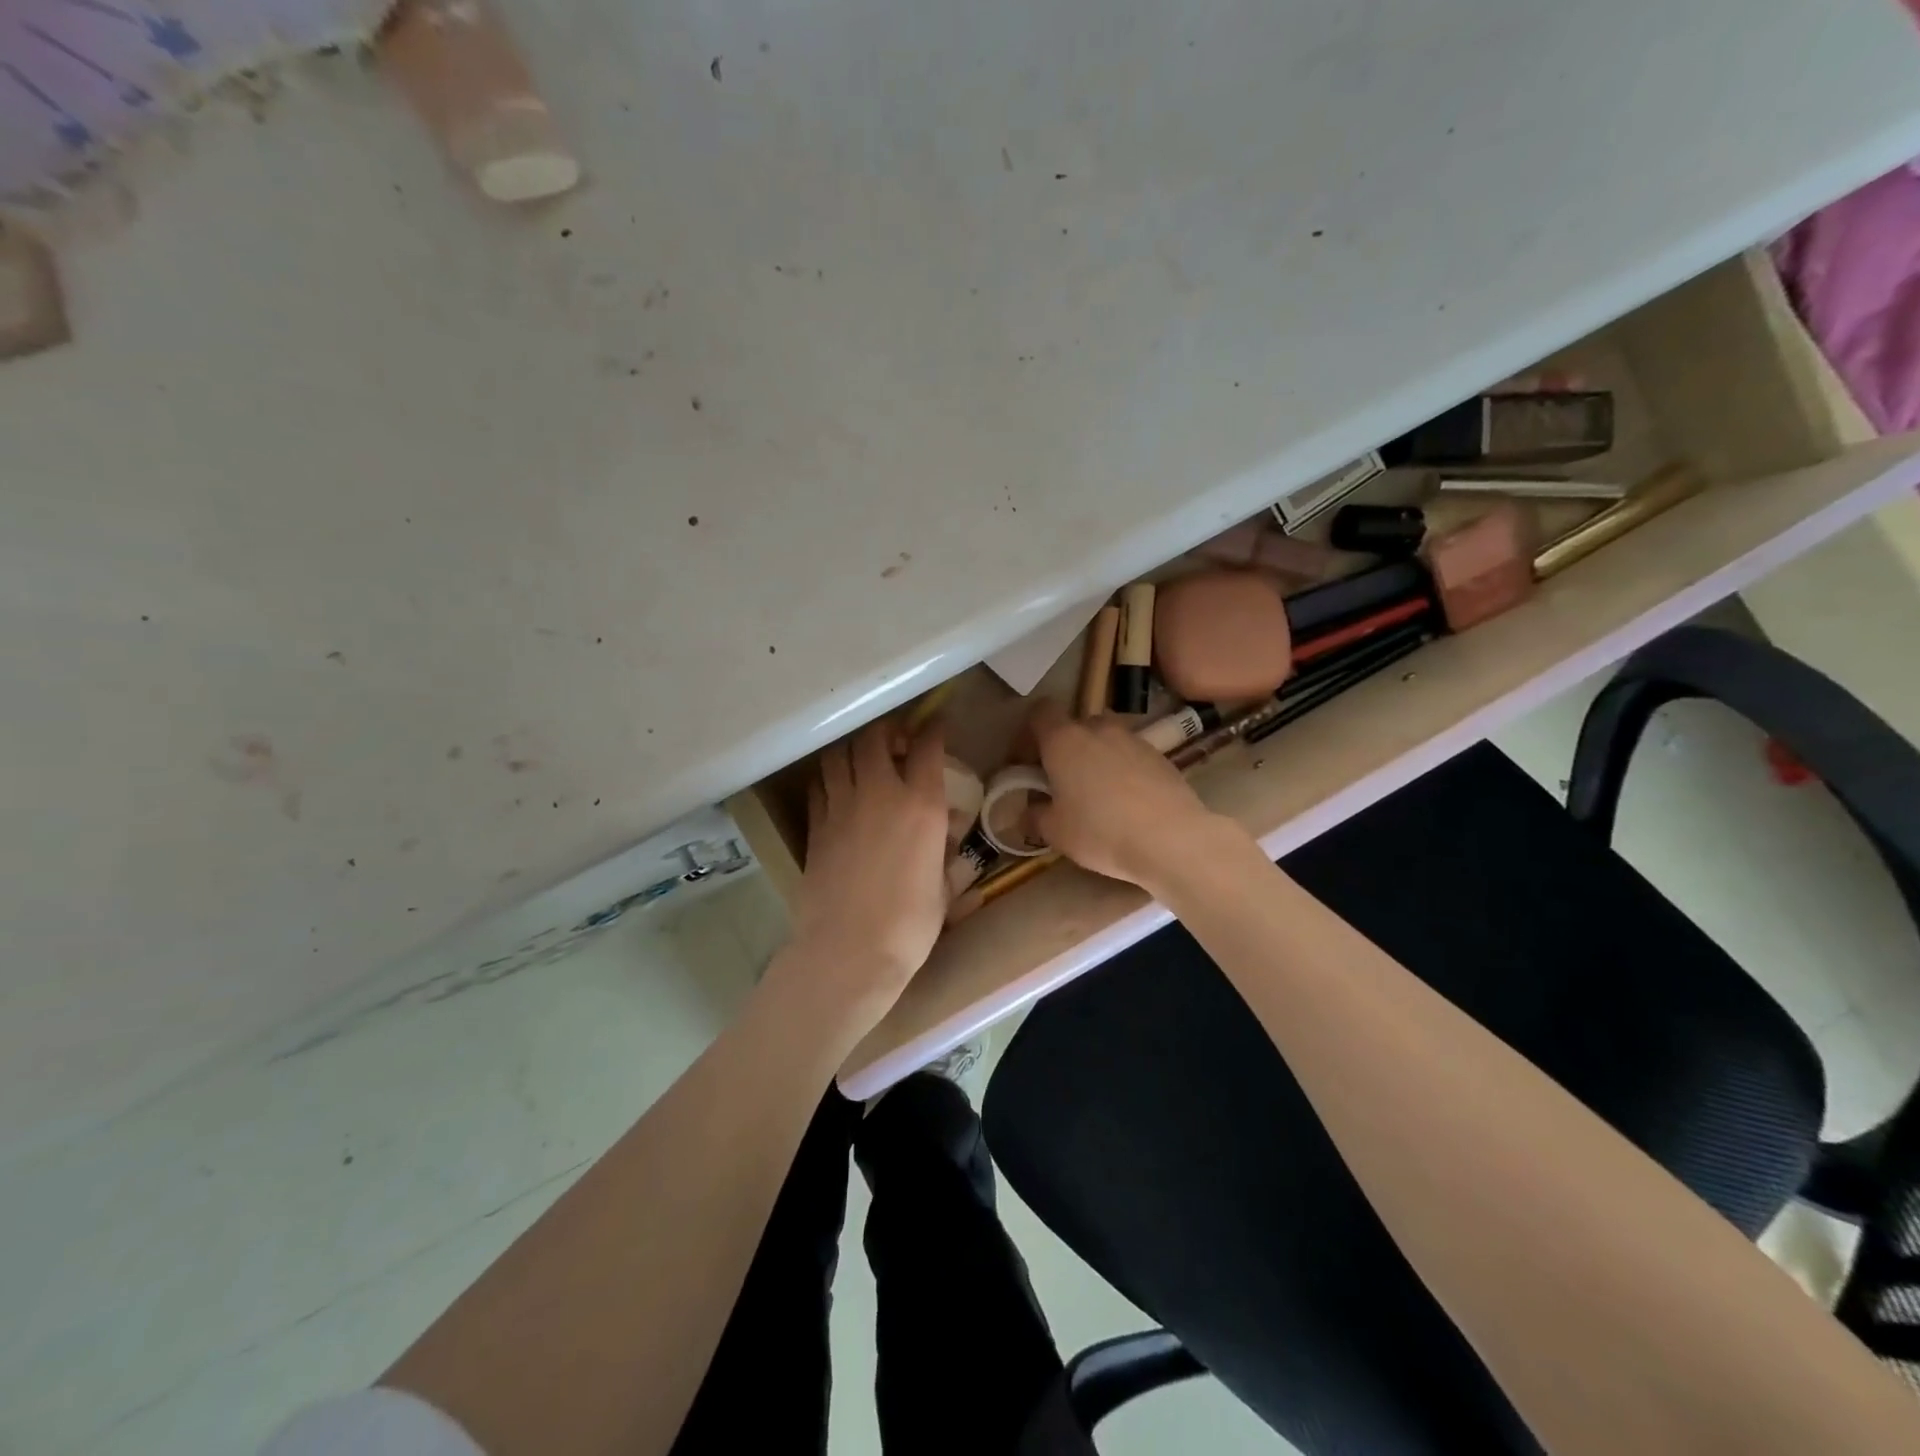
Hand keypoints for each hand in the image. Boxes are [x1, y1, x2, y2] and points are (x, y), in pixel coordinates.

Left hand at [784, 720, 950, 1024]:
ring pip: (839, 755)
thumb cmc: (909, 926)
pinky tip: (838, 788)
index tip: (935, 726)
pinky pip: (820, 785)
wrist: (849, 952)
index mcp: (920, 805)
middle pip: (874, 738)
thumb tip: (947, 841)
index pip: (927, 748)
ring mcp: (841, 807)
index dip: (932, 730)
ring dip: (853, 749)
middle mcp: (879, 794)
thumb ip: (945, 855)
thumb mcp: (943, 888)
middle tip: (896, 740)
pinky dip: (830, 777)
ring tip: (863, 759)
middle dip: (887, 731)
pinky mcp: (815, 827)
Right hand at [1028, 699, 1235, 892]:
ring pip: (1105, 740)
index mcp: (1064, 739)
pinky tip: (1126, 803)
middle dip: (1064, 749)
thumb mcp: (1055, 832)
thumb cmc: (1101, 831)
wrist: (1172, 840)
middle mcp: (1098, 728)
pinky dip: (1122, 771)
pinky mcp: (1161, 756)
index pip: (1039, 713)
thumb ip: (1035, 816)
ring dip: (1095, 759)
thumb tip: (1027, 812)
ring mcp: (1134, 739)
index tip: (1027, 763)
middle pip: (1074, 726)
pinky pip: (1130, 756)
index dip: (1028, 734)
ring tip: (1096, 795)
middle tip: (1060, 782)